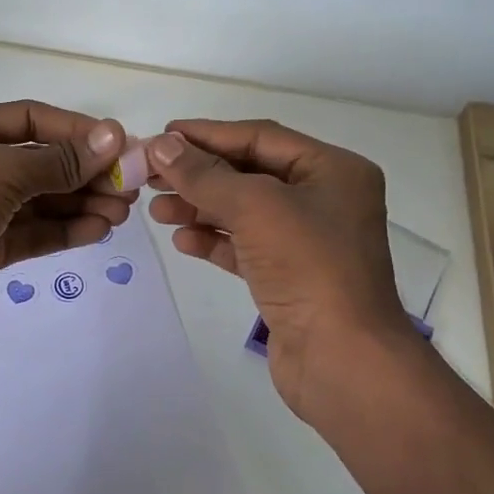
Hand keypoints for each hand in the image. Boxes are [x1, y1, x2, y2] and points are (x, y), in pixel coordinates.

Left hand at [0, 101, 134, 336]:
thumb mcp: (1, 173)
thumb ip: (59, 161)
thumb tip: (113, 138)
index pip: (30, 120)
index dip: (76, 131)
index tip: (118, 146)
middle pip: (38, 163)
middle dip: (84, 174)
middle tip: (129, 186)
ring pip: (38, 201)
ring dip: (80, 204)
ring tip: (121, 212)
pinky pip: (30, 232)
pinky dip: (63, 230)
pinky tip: (97, 230)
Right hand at [145, 120, 414, 426]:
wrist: (342, 358)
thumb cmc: (308, 268)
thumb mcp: (255, 208)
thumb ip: (205, 176)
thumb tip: (161, 146)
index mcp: (332, 170)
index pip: (261, 137)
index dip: (209, 134)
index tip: (163, 134)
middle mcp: (323, 199)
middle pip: (249, 173)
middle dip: (199, 174)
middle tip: (150, 175)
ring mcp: (307, 241)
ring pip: (243, 212)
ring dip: (200, 208)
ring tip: (156, 210)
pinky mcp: (289, 277)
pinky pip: (244, 247)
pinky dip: (214, 241)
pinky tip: (182, 240)